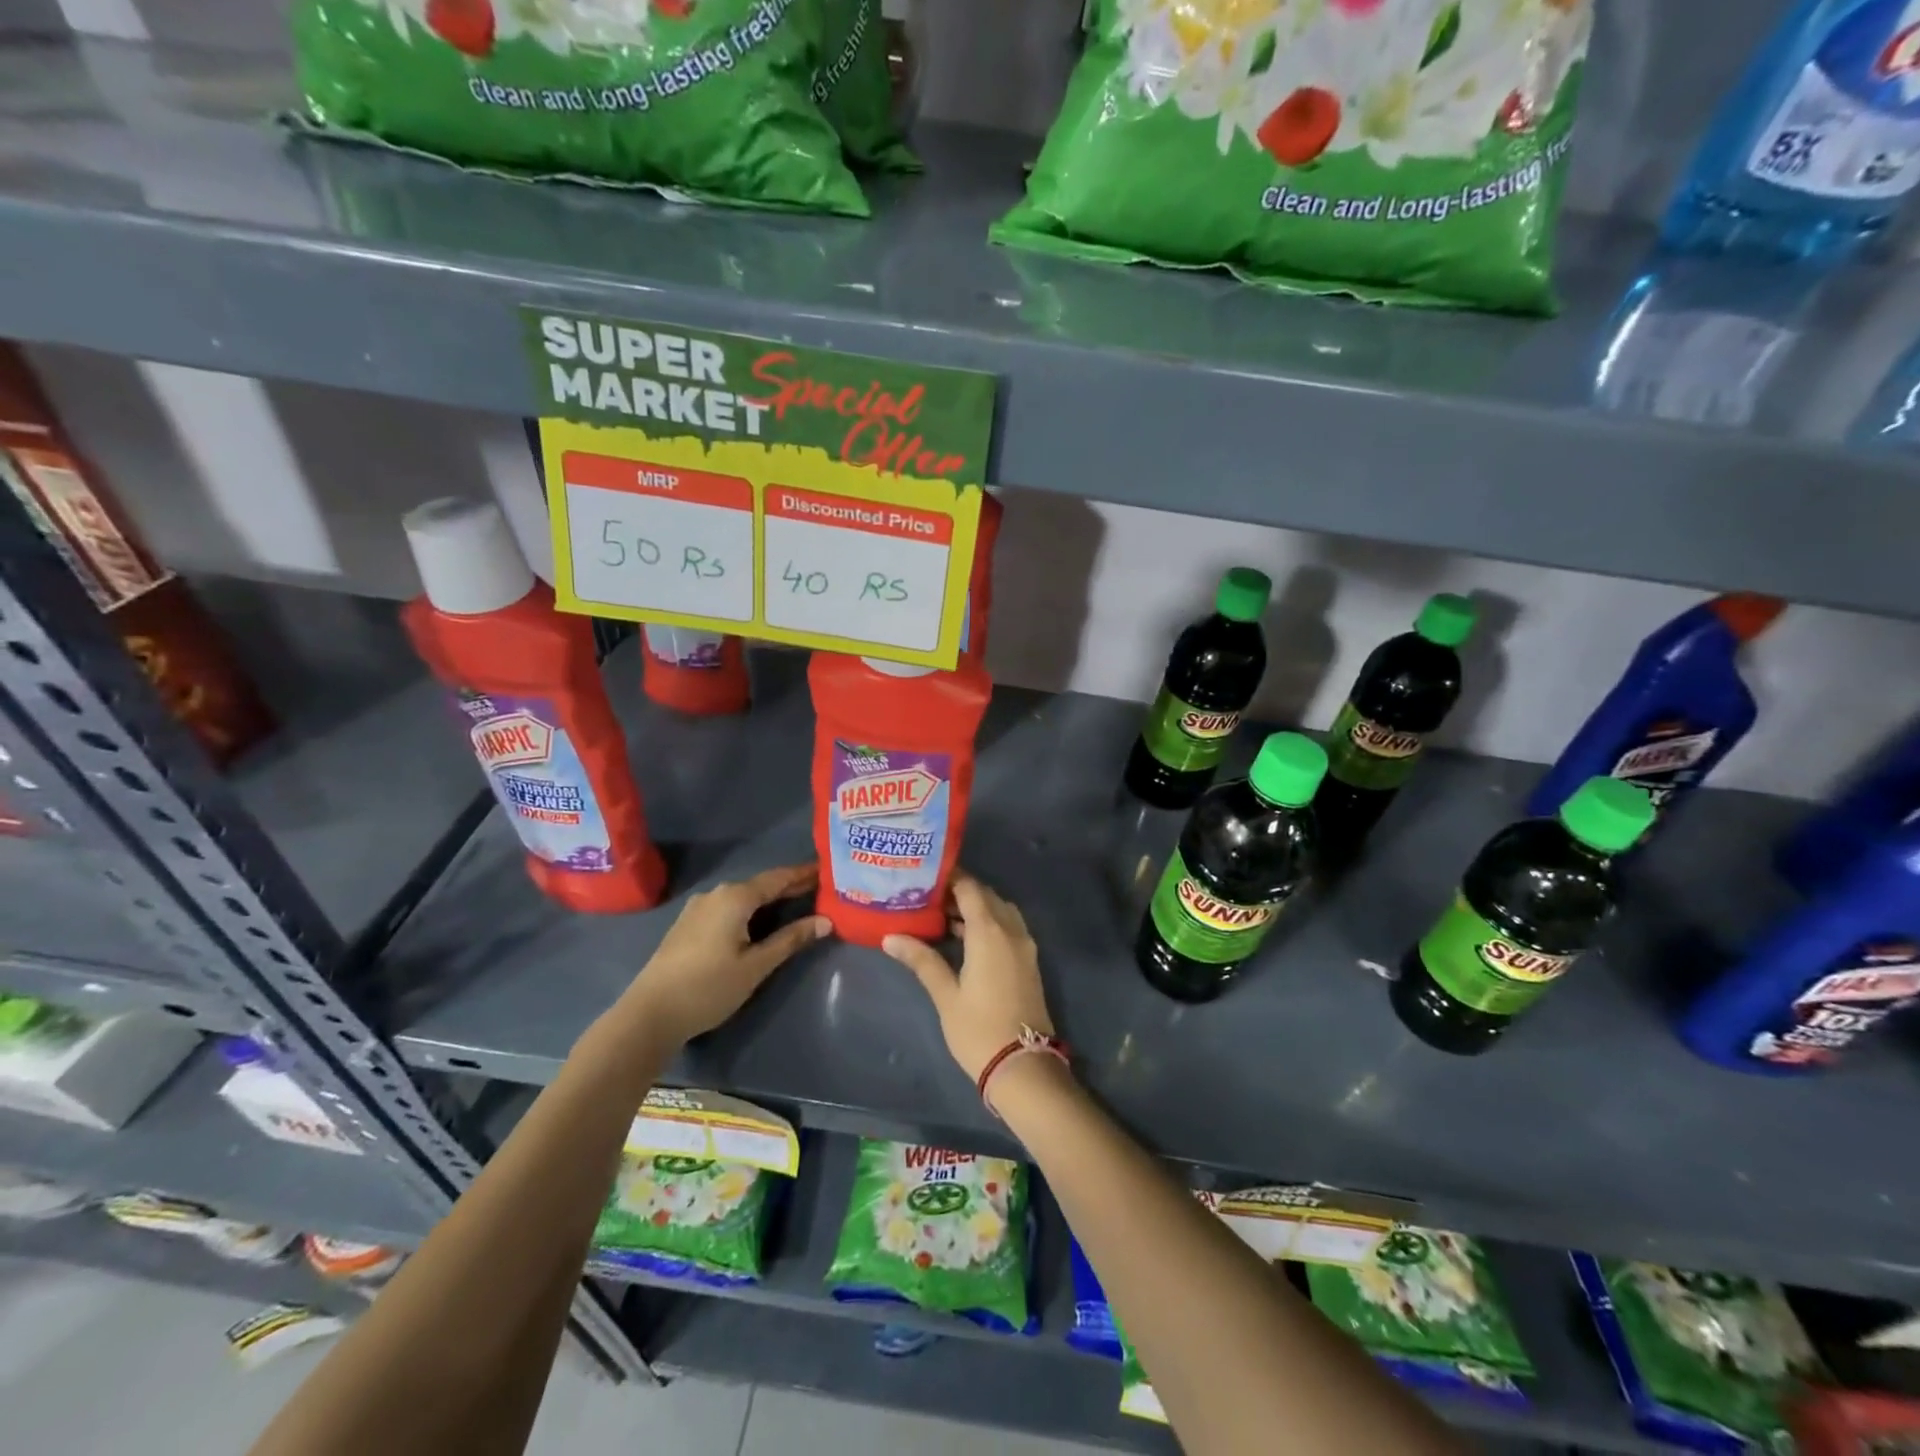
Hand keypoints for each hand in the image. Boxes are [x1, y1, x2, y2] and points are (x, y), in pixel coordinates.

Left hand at [619, 864, 829, 1046]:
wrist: (649, 1014)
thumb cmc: (708, 987)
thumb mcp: (756, 966)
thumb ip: (790, 940)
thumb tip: (825, 921)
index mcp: (735, 897)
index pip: (778, 878)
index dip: (803, 874)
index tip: (826, 869)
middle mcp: (716, 894)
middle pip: (760, 885)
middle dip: (788, 886)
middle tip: (818, 887)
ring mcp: (698, 908)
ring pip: (742, 897)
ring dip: (768, 899)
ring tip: (795, 903)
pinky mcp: (688, 925)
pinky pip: (728, 908)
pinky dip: (749, 910)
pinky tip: (759, 921)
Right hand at [881, 872, 1053, 1081]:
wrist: (1023, 1066)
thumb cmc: (978, 1029)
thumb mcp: (945, 995)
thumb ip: (921, 960)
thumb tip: (890, 937)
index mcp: (990, 932)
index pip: (970, 888)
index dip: (950, 878)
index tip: (925, 876)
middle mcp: (1011, 930)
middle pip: (987, 896)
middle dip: (961, 891)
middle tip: (928, 896)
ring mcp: (1024, 946)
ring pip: (1000, 911)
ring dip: (976, 907)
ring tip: (942, 914)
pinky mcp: (1029, 961)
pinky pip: (1009, 927)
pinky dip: (990, 922)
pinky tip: (964, 937)